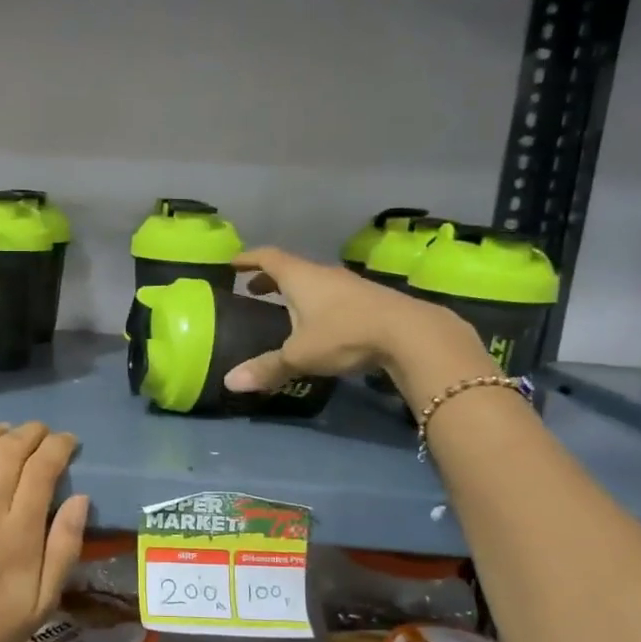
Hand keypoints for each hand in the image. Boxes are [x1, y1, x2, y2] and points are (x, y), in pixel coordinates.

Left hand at [0, 423, 87, 641]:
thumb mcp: (45, 600)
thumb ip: (65, 547)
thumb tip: (80, 498)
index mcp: (19, 535)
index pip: (41, 470)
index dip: (58, 446)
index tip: (67, 441)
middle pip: (8, 453)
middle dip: (30, 433)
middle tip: (41, 432)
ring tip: (6, 431)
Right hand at [222, 246, 495, 403]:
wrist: (410, 333)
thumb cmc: (345, 334)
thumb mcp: (300, 355)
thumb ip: (266, 368)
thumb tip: (229, 383)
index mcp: (300, 277)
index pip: (267, 258)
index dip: (248, 259)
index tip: (232, 263)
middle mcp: (323, 274)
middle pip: (291, 269)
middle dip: (270, 279)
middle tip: (253, 290)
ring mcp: (349, 285)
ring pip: (314, 282)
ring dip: (295, 291)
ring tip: (283, 308)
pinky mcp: (369, 299)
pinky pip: (332, 295)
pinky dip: (316, 303)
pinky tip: (318, 323)